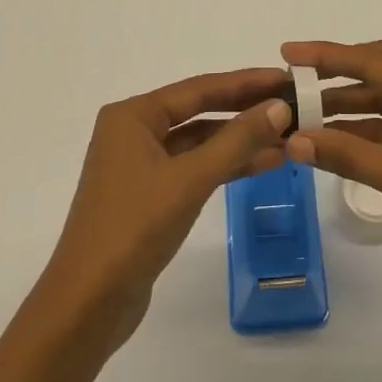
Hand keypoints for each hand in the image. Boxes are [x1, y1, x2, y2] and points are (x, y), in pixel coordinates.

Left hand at [39, 68, 292, 348]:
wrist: (88, 304)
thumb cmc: (134, 228)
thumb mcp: (190, 179)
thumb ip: (237, 141)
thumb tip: (280, 107)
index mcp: (133, 116)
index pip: (199, 88)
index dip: (246, 83)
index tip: (286, 78)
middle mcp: (134, 132)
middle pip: (200, 111)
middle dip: (246, 110)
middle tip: (293, 104)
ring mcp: (141, 165)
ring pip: (200, 142)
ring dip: (241, 141)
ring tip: (290, 138)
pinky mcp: (150, 195)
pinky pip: (195, 168)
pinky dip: (226, 166)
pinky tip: (264, 165)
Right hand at [282, 40, 381, 298]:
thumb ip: (348, 155)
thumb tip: (293, 141)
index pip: (375, 60)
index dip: (328, 56)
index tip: (288, 52)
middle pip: (379, 74)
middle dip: (334, 78)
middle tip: (290, 81)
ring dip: (345, 111)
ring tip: (300, 116)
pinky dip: (362, 137)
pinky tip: (329, 144)